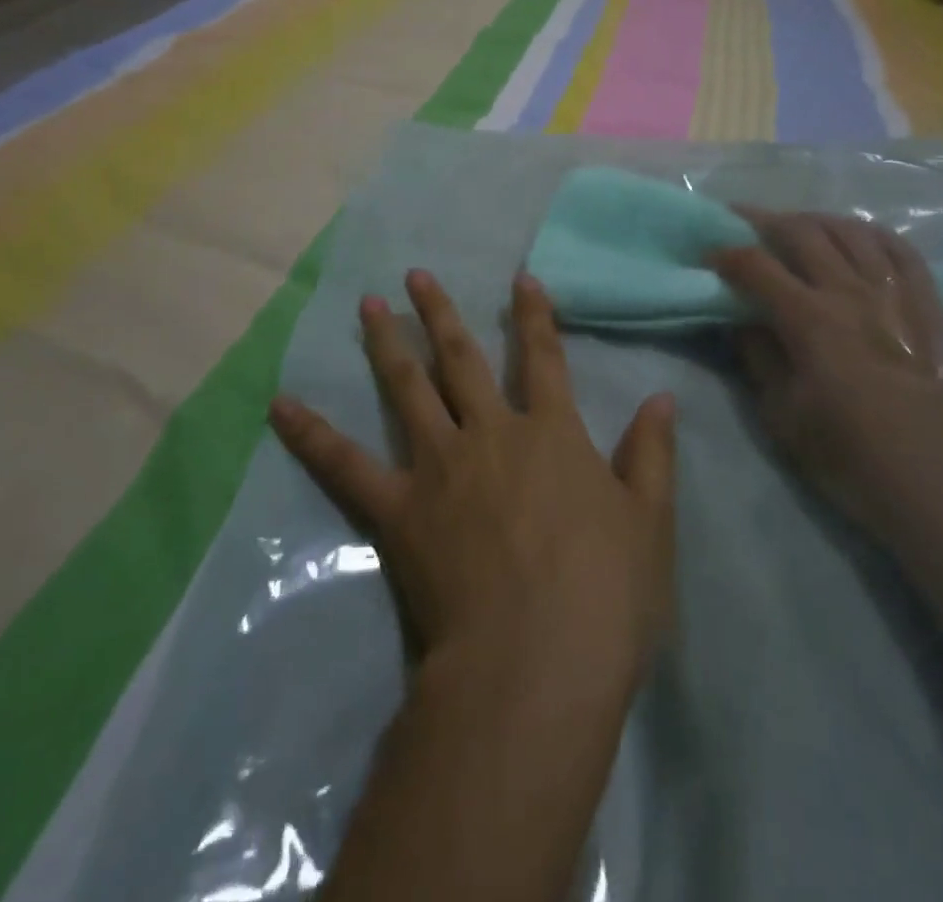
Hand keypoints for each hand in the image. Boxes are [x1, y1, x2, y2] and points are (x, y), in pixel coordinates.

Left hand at [270, 270, 676, 705]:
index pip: (545, 359)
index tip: (521, 279)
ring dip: (389, 344)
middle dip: (443, 314)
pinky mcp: (398, 509)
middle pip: (463, 360)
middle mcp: (491, 434)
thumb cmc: (604, 598)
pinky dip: (312, 433)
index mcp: (552, 435)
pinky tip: (281, 405)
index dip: (535, 316)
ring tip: (368, 306)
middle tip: (417, 276)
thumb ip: (651, 456)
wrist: (534, 668)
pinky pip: (346, 464)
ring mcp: (439, 467)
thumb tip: (661, 398)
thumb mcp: (650, 525)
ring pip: (407, 390)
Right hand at [714, 212, 942, 562]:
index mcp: (812, 321)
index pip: (757, 266)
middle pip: (802, 232)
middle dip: (763, 221)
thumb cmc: (850, 460)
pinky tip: (856, 236)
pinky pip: (902, 250)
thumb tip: (740, 319)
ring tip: (794, 226)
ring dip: (815, 221)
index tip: (707, 256)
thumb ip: (758, 357)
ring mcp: (898, 296)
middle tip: (740, 222)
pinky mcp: (930, 308)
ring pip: (852, 231)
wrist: (940, 491)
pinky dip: (873, 234)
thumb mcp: (782, 416)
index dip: (726, 254)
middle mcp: (853, 294)